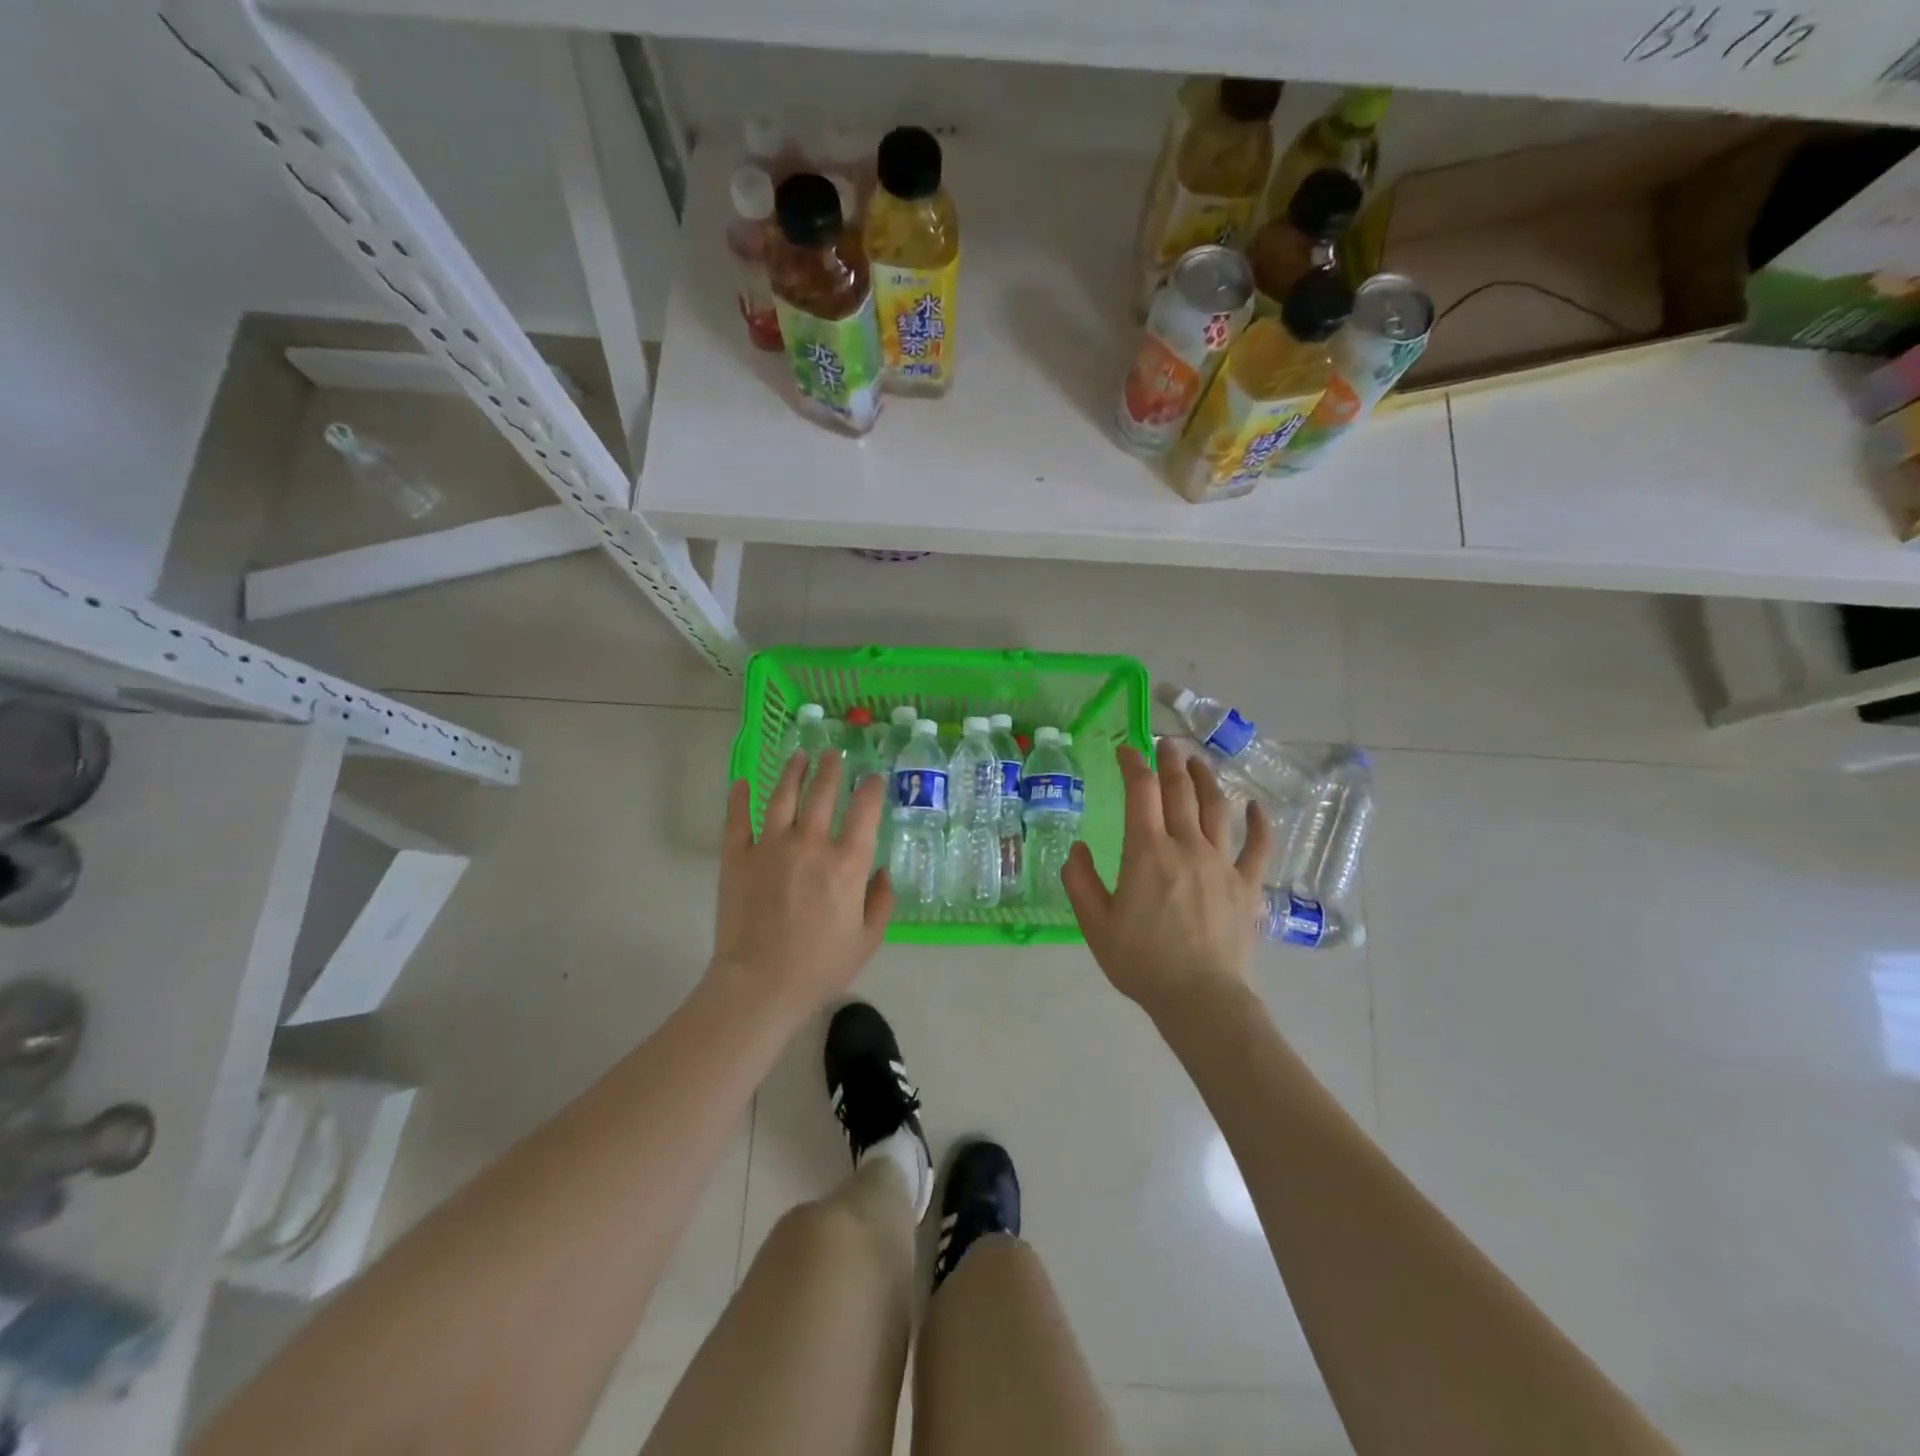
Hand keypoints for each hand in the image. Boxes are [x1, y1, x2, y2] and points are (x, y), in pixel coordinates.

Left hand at [712, 751, 892, 1016]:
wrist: (760, 984)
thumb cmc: (820, 966)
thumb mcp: (867, 939)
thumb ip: (881, 902)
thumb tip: (882, 873)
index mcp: (847, 862)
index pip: (864, 809)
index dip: (871, 788)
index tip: (873, 778)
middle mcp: (811, 843)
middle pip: (822, 791)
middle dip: (831, 767)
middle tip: (833, 753)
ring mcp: (770, 845)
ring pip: (782, 795)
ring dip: (793, 771)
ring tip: (799, 755)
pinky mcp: (737, 856)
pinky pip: (737, 818)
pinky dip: (739, 797)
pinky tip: (742, 782)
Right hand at [1063, 742, 1268, 1019]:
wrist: (1200, 998)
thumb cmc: (1142, 961)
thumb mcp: (1095, 924)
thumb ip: (1080, 881)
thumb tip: (1078, 848)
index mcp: (1147, 852)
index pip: (1141, 792)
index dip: (1133, 764)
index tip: (1126, 750)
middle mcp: (1187, 846)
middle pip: (1181, 790)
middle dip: (1171, 761)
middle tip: (1166, 743)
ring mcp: (1222, 863)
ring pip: (1217, 808)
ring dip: (1207, 779)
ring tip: (1198, 762)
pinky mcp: (1247, 885)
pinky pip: (1258, 847)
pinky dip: (1259, 823)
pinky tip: (1256, 806)